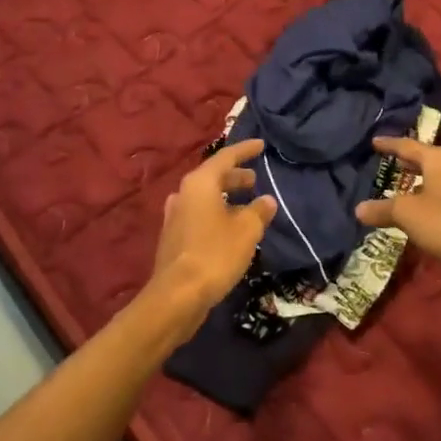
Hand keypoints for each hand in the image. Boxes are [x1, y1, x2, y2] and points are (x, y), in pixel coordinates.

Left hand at [147, 139, 277, 331]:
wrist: (177, 294)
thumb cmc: (215, 254)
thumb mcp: (246, 230)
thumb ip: (259, 211)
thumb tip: (266, 200)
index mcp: (200, 183)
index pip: (225, 157)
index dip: (245, 150)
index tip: (261, 145)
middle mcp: (184, 193)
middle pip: (213, 177)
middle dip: (235, 176)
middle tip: (254, 180)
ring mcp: (175, 216)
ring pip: (205, 197)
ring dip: (226, 197)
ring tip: (246, 204)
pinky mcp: (173, 238)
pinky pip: (199, 215)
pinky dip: (216, 214)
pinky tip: (229, 228)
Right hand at [355, 138, 440, 267]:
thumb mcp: (407, 214)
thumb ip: (382, 209)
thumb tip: (358, 209)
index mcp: (439, 160)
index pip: (408, 146)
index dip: (389, 145)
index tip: (374, 142)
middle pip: (427, 160)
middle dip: (408, 162)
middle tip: (390, 163)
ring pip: (439, 180)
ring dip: (421, 183)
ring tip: (404, 189)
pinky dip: (432, 199)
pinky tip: (424, 212)